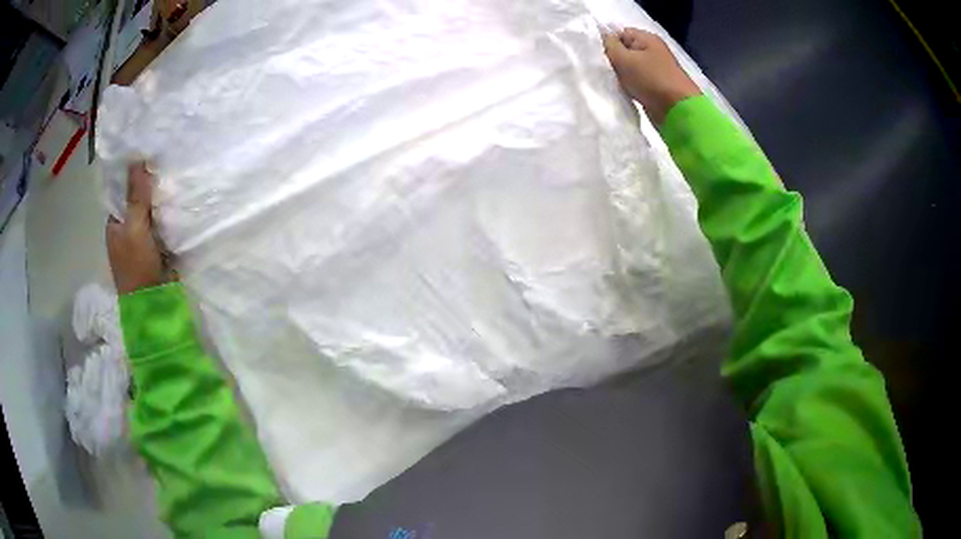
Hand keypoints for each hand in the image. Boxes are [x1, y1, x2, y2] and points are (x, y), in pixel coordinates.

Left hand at [107, 163, 167, 294]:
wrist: (153, 304)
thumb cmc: (137, 265)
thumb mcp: (135, 228)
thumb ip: (136, 196)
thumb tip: (137, 159)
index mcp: (115, 224)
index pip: (122, 191)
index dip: (133, 174)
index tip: (150, 156)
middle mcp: (127, 229)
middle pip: (138, 199)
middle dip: (150, 186)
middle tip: (167, 164)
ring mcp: (142, 239)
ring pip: (151, 211)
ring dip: (161, 200)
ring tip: (176, 177)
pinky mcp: (158, 247)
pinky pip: (163, 224)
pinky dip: (169, 215)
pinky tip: (179, 202)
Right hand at [603, 28, 700, 123]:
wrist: (677, 110)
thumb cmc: (651, 79)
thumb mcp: (624, 59)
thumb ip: (610, 45)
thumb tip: (604, 34)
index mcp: (647, 38)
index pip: (621, 33)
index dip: (609, 43)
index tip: (603, 56)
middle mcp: (653, 50)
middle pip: (625, 50)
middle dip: (615, 59)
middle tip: (608, 70)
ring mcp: (656, 68)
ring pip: (630, 66)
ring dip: (621, 74)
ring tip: (616, 81)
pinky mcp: (656, 84)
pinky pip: (637, 80)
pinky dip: (630, 84)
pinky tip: (626, 90)